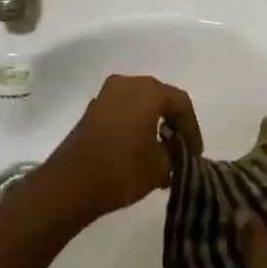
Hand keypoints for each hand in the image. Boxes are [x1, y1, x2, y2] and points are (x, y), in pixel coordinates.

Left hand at [44, 74, 200, 222]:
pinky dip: (135, 124)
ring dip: (153, 123)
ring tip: (161, 152)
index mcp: (148, 91)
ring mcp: (106, 94)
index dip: (192, 129)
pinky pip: (123, 110)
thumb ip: (175, 154)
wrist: (71, 183)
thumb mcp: (160, 167)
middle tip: (181, 149)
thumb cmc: (121, 170)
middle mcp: (128, 83)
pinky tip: (138, 149)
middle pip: (160, 98)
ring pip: (140, 103)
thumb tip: (174, 151)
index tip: (195, 154)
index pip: (181, 103)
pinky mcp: (92, 109)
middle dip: (173, 123)